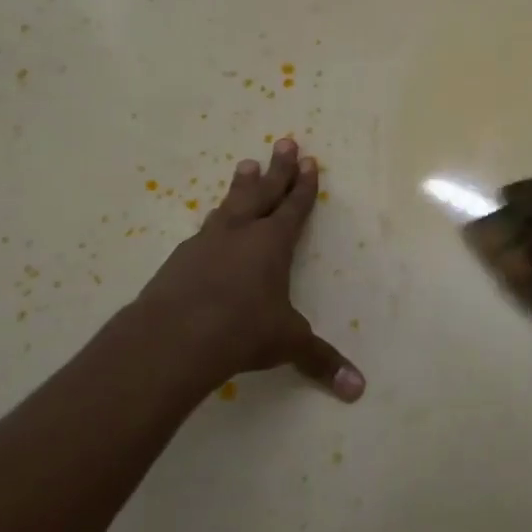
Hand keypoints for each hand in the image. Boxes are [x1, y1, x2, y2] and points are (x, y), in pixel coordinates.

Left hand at [134, 139, 364, 401]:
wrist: (172, 337)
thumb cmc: (241, 331)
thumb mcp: (287, 344)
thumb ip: (321, 361)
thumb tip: (358, 390)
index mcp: (272, 244)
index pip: (294, 207)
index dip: (304, 186)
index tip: (309, 161)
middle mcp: (241, 233)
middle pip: (264, 192)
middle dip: (278, 169)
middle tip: (285, 141)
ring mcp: (207, 242)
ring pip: (230, 204)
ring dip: (242, 185)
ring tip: (246, 164)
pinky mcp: (180, 259)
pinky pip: (204, 230)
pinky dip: (214, 222)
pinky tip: (211, 225)